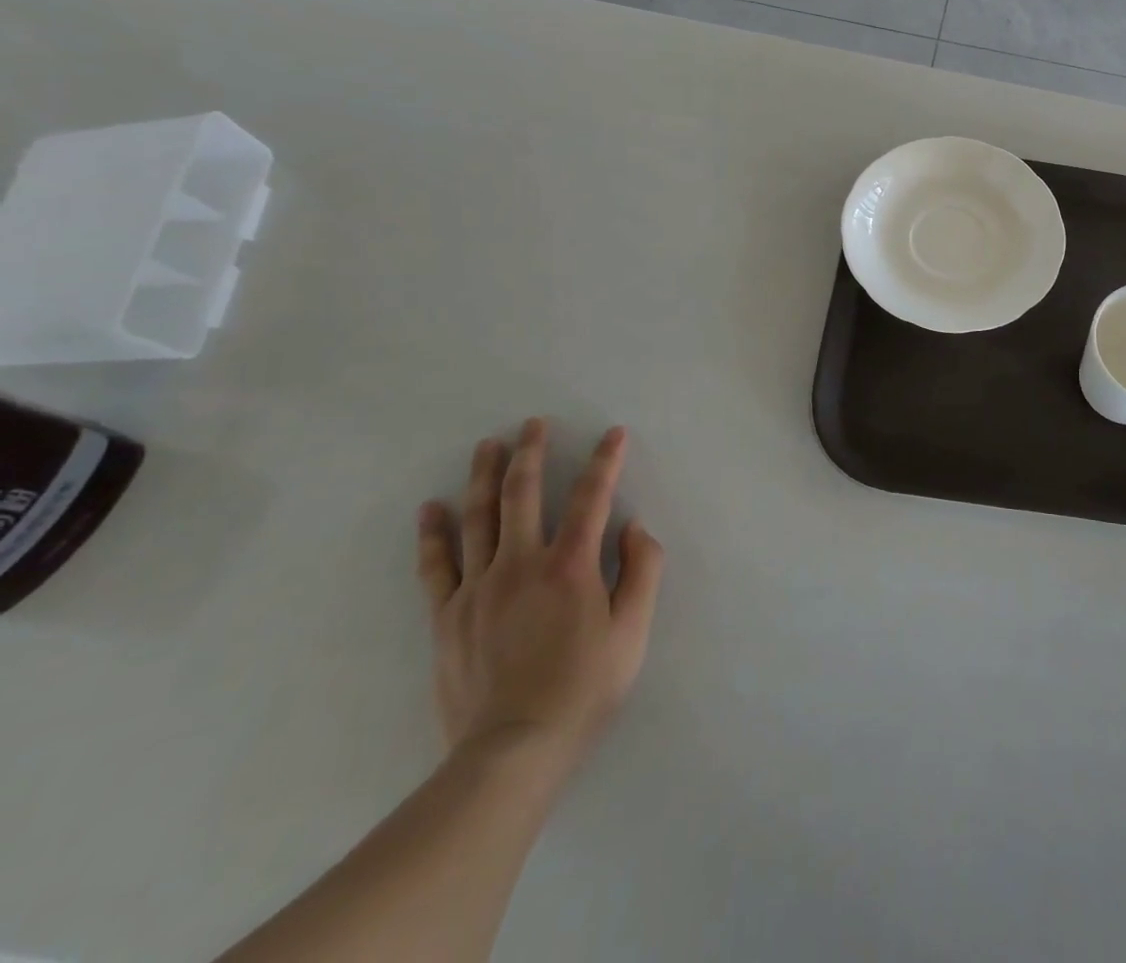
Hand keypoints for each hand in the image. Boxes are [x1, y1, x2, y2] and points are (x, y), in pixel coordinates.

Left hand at [416, 419, 664, 773]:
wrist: (511, 752)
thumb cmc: (584, 688)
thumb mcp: (633, 632)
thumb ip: (641, 571)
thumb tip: (633, 527)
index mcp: (570, 566)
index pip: (592, 497)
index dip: (605, 461)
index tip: (614, 433)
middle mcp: (520, 564)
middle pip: (523, 494)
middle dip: (531, 453)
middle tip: (533, 423)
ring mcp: (478, 588)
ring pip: (478, 518)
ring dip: (485, 476)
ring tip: (488, 445)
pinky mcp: (447, 616)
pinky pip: (437, 565)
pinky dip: (434, 533)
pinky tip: (432, 508)